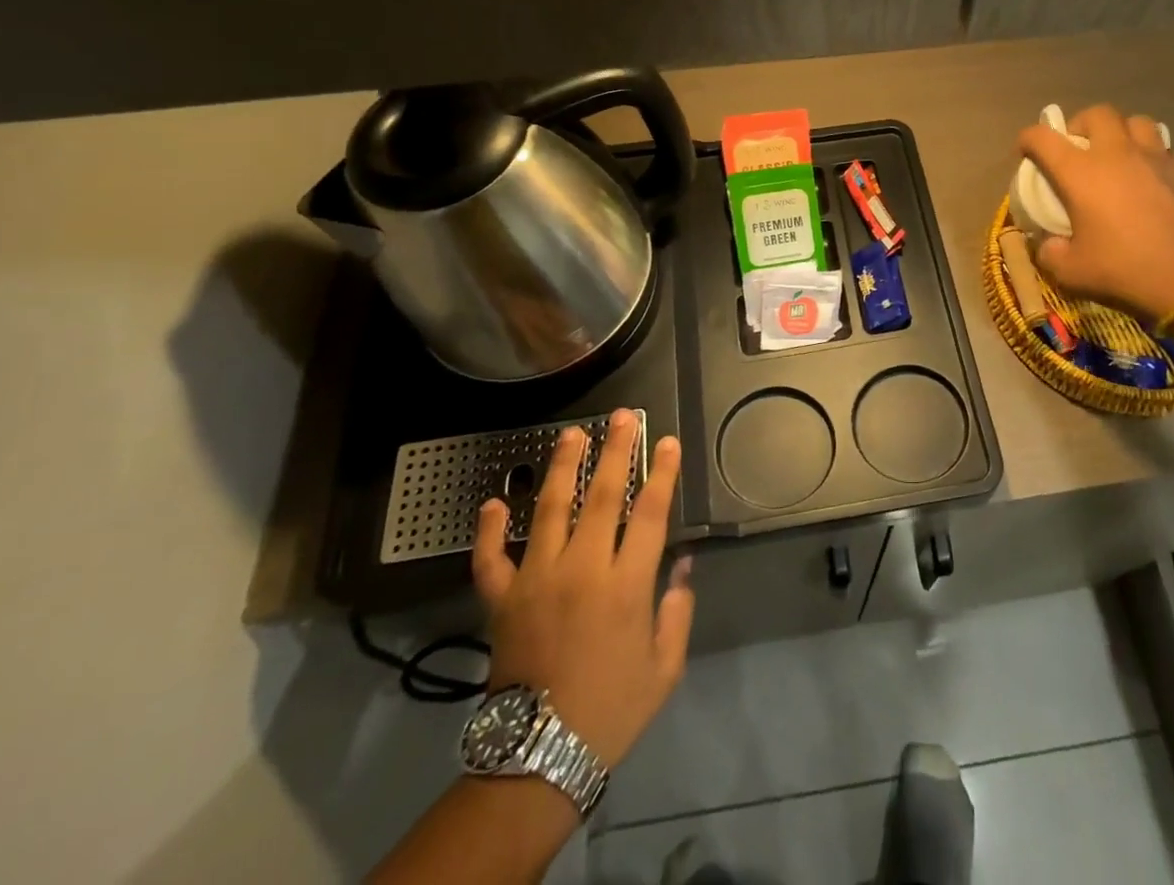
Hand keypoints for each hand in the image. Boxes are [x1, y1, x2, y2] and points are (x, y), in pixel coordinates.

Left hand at [472, 411, 693, 772]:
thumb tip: (683, 565)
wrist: (539, 757)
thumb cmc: (611, 710)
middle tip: (623, 416)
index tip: (667, 442)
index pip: (650, 512)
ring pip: (551, 510)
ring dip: (563, 468)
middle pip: (602, 496)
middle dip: (616, 451)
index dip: (661, 473)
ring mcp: (538, 580)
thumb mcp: (663, 668)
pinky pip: (492, 559)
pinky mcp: (502, 600)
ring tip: (573, 434)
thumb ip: (677, 611)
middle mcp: (583, 569)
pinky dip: (490, 531)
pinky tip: (493, 502)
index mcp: (627, 585)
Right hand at [1017, 105, 1173, 320]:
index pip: (1043, 137)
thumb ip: (1051, 254)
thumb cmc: (1125, 269)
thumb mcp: (1072, 272)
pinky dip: (1153, 155)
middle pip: (1096, 114)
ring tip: (1117, 154)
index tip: (1025, 151)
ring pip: (1136, 121)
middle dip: (1080, 125)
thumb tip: (1049, 244)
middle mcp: (1116, 154)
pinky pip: (1165, 148)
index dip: (1028, 139)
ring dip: (1121, 131)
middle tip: (1077, 148)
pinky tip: (1150, 176)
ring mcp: (1154, 158)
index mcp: (1080, 172)